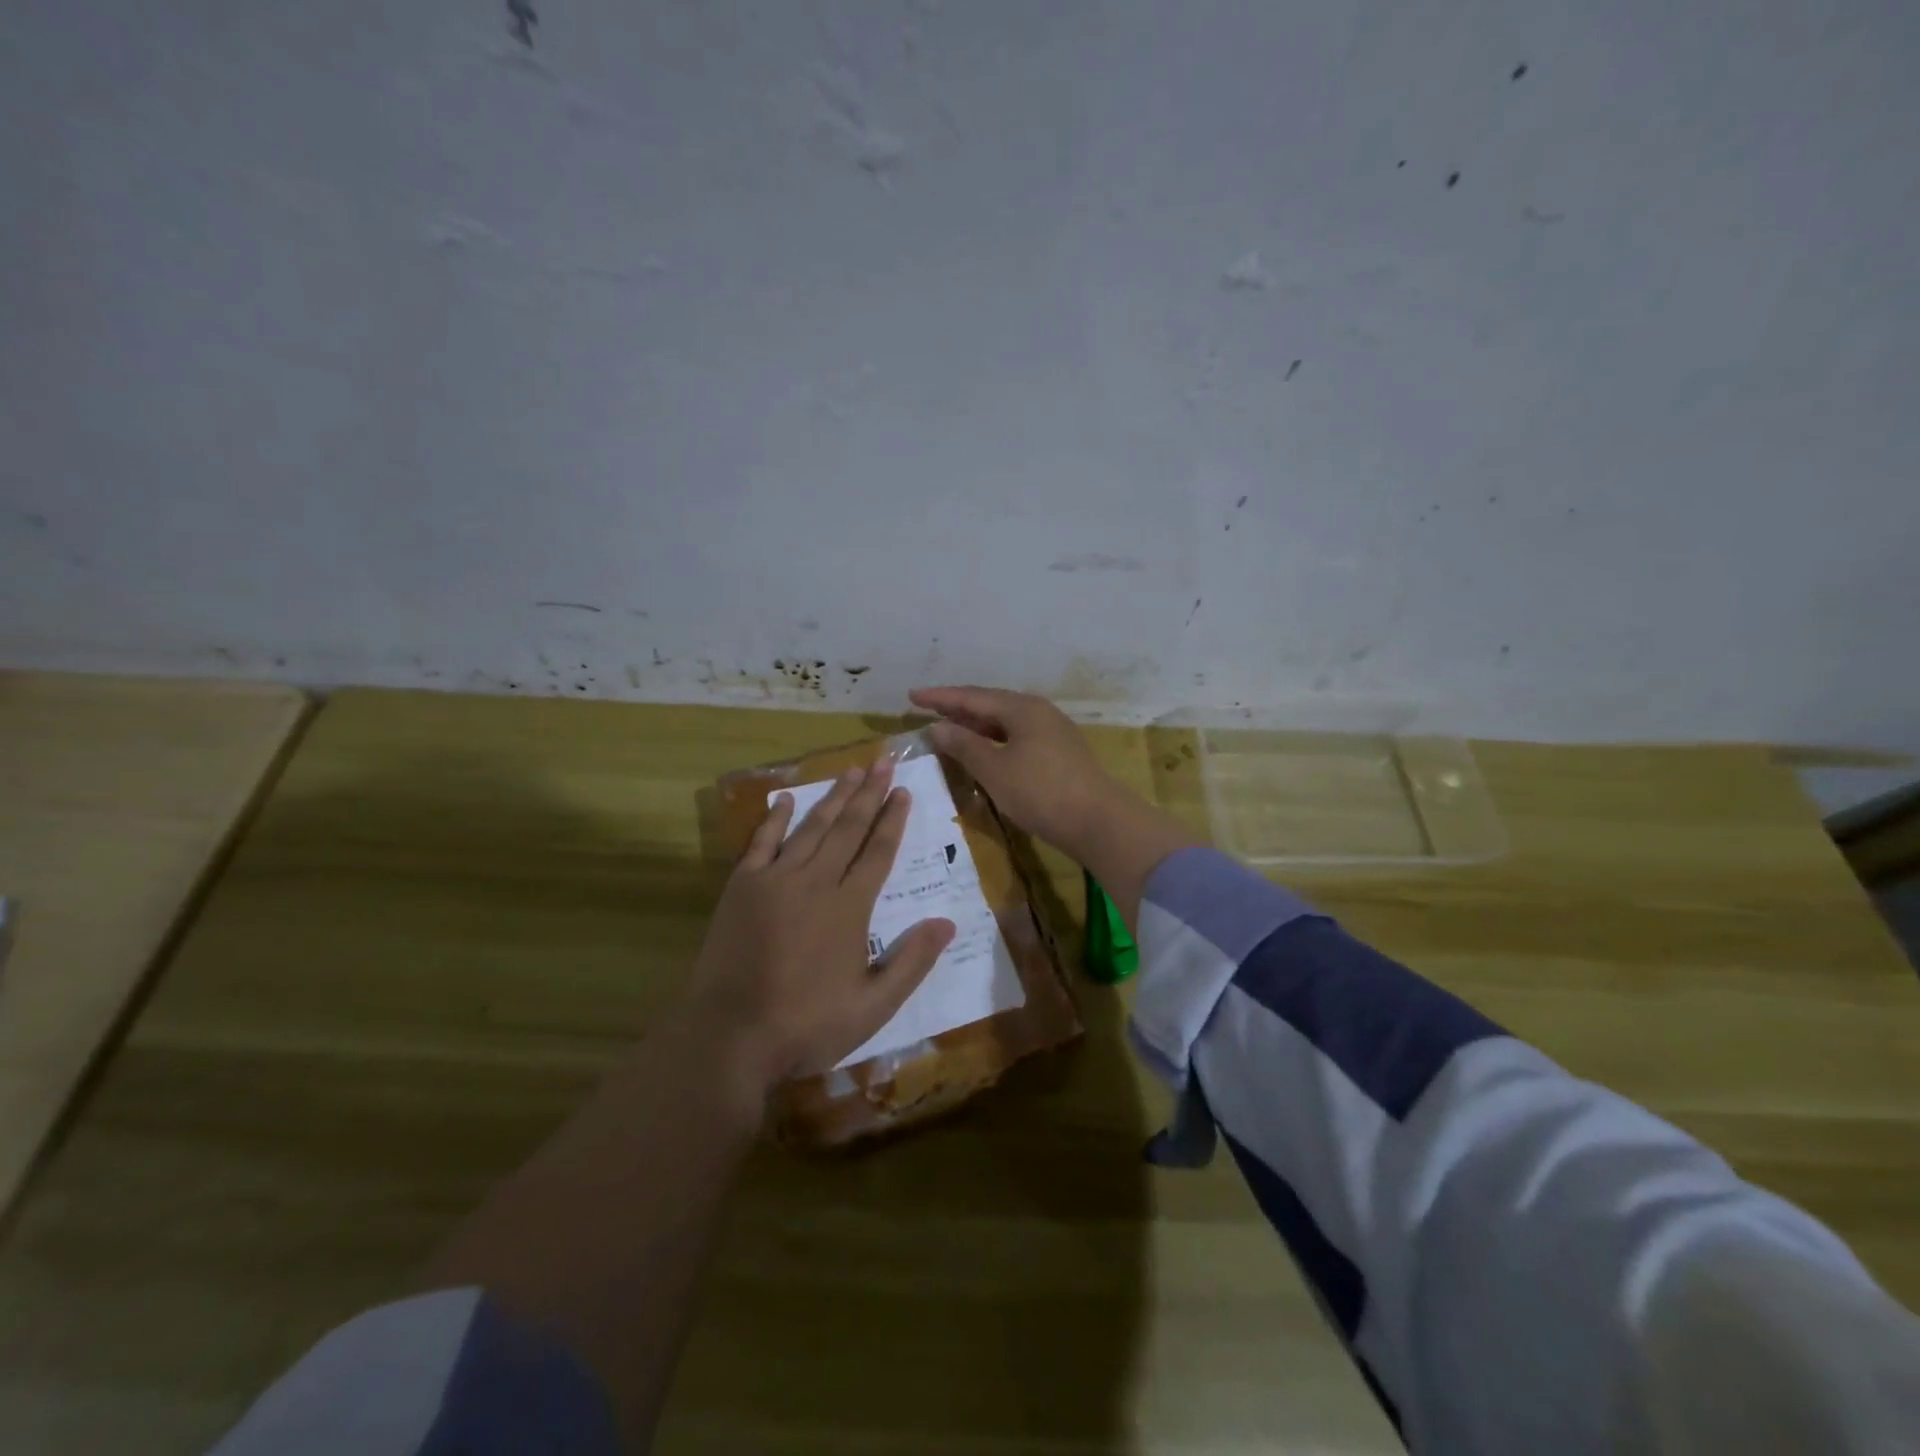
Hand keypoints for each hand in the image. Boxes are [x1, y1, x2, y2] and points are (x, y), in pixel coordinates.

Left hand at [684, 760, 954, 1095]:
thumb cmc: (806, 1025)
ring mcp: (775, 880)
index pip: (878, 852)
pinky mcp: (742, 888)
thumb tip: (947, 922)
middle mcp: (815, 882)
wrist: (730, 1036)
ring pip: (812, 828)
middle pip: (848, 829)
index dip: (893, 820)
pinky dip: (775, 818)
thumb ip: (911, 962)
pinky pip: (762, 842)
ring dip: (833, 797)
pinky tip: (787, 798)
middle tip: (884, 762)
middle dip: (869, 794)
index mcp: (849, 907)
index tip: (904, 791)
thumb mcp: (873, 1006)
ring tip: (852, 770)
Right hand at [908, 686, 1123, 855]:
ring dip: (975, 725)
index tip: (912, 696)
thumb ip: (964, 745)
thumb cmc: (1041, 792)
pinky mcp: (1059, 753)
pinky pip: (1016, 736)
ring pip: (1004, 721)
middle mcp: (1038, 712)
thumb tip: (938, 726)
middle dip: (957, 708)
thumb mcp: (995, 770)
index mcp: (1022, 708)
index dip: (940, 697)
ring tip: (949, 728)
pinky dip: (993, 740)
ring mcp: (1052, 732)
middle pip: (990, 704)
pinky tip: (983, 751)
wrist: (1099, 821)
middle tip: (927, 709)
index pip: (972, 697)